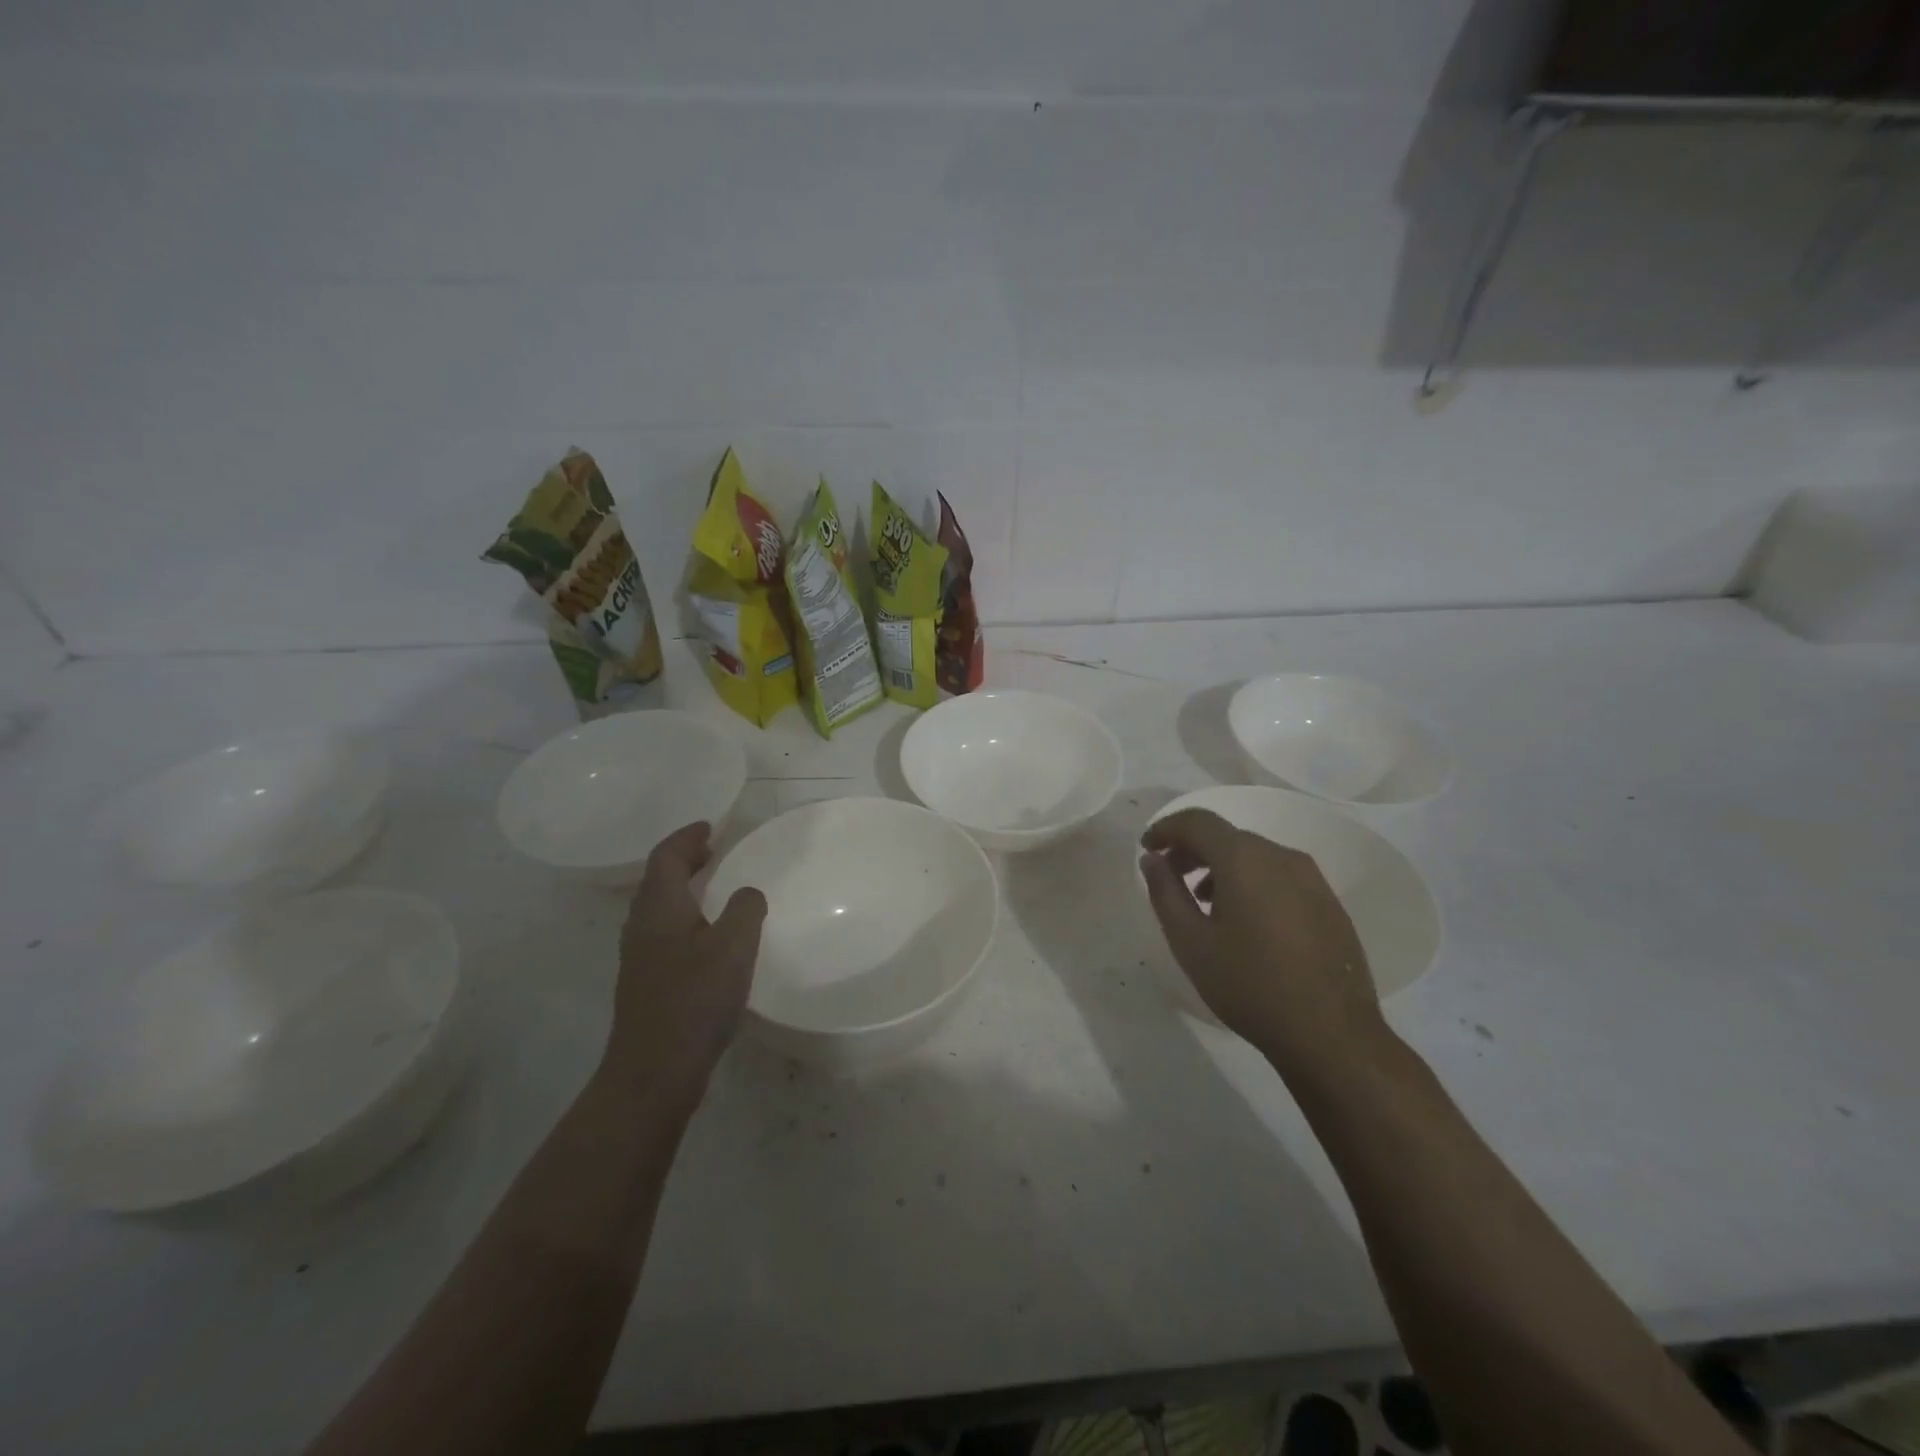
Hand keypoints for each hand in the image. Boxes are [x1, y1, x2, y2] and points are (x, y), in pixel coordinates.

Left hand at [606, 822, 767, 1101]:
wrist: (654, 1071)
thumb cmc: (695, 1000)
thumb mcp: (734, 946)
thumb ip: (745, 909)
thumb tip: (747, 893)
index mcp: (659, 909)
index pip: (665, 857)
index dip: (686, 837)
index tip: (710, 827)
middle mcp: (642, 927)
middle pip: (657, 880)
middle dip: (683, 860)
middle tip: (712, 850)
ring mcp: (641, 958)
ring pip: (659, 908)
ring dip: (684, 889)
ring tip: (714, 887)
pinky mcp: (648, 984)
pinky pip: (665, 932)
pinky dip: (686, 917)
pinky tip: (709, 937)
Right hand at [1139, 808, 1385, 1072]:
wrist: (1331, 1035)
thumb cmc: (1249, 985)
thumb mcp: (1190, 942)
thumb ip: (1165, 892)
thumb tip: (1152, 859)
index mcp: (1244, 859)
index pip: (1197, 821)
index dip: (1166, 829)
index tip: (1146, 848)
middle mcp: (1281, 856)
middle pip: (1226, 836)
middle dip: (1192, 849)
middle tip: (1168, 875)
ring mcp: (1311, 878)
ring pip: (1254, 855)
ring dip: (1221, 866)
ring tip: (1202, 902)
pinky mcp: (1328, 902)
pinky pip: (1278, 875)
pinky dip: (1250, 881)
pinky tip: (1243, 920)